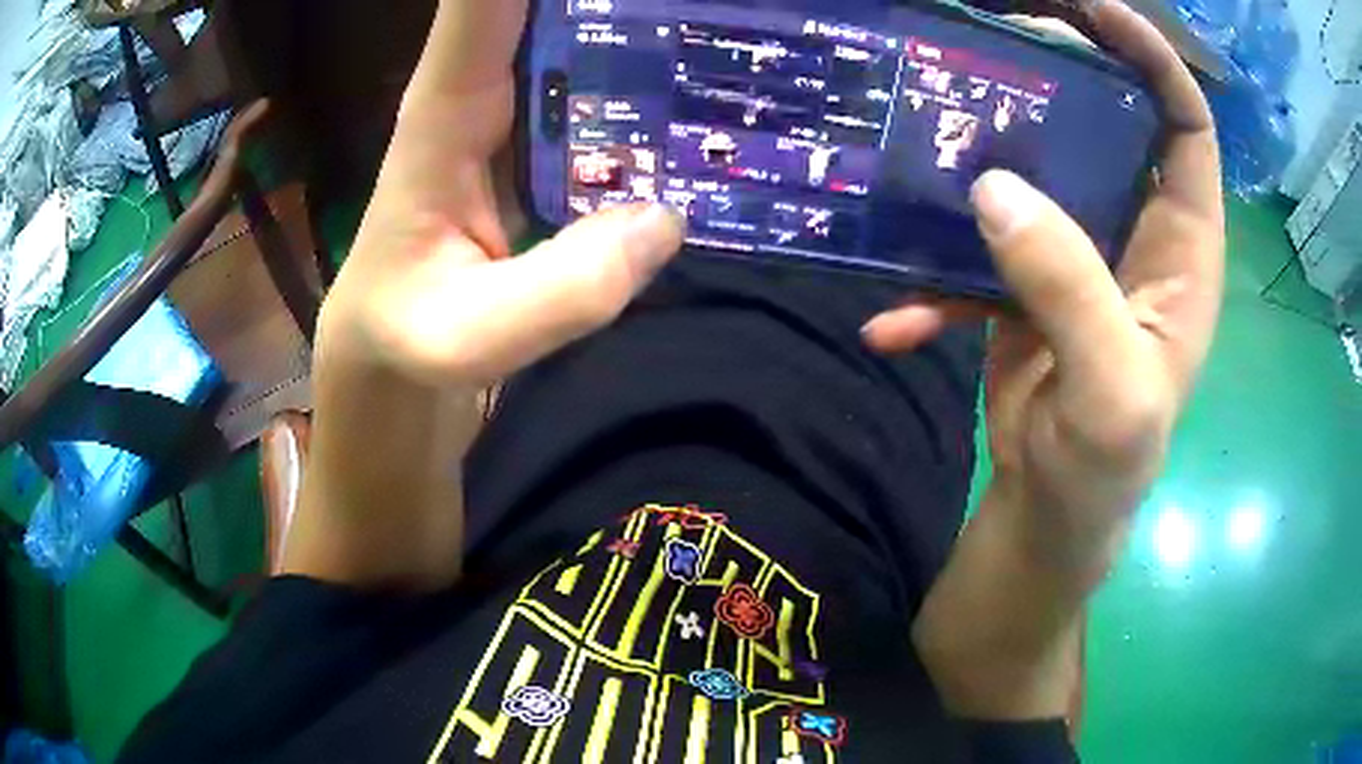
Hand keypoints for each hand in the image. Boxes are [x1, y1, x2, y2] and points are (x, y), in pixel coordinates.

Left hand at [288, 0, 682, 589]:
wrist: (395, 363)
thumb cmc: (406, 342)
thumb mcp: (464, 339)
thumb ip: (555, 295)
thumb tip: (661, 221)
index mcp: (443, 115)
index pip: (480, 7)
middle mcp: (485, 95)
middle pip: (550, 6)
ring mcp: (523, 121)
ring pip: (584, 41)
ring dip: (643, 22)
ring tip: (726, 14)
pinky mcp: (550, 154)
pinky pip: (606, 99)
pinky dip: (654, 85)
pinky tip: (710, 91)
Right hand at [866, 0, 1224, 580]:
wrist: (1052, 512)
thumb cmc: (1107, 465)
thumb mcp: (1111, 391)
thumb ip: (1071, 290)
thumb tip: (995, 190)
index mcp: (1182, 246)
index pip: (1185, 124)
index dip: (1151, 59)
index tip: (1094, 10)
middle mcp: (1134, 230)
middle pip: (1105, 122)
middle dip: (1057, 73)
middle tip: (992, 38)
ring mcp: (1076, 249)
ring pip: (1036, 167)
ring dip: (981, 150)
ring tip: (924, 134)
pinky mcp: (1023, 278)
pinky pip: (979, 249)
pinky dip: (933, 278)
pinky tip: (893, 318)